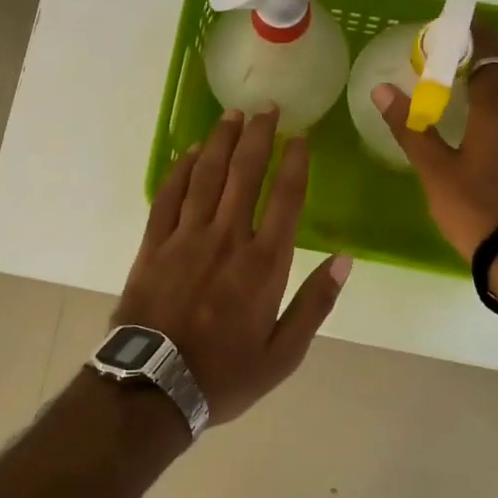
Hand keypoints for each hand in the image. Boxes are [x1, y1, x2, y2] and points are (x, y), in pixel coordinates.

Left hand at [116, 107, 351, 424]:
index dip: (294, 163)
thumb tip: (344, 259)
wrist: (154, 388)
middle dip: (258, 137)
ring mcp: (185, 238)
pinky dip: (179, 171)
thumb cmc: (225, 375)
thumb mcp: (283, 353)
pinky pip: (168, 197)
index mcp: (263, 264)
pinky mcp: (153, 245)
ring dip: (220, 142)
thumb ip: (315, 304)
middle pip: (244, 174)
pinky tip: (189, 152)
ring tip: (232, 115)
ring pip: (205, 176)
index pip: (285, 199)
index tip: (300, 137)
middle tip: (267, 108)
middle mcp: (226, 239)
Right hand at [370, 21, 497, 261]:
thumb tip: (382, 89)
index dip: (468, 36)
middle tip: (458, 48)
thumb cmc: (479, 209)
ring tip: (473, 78)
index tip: (446, 30)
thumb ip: (410, 127)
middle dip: (489, 47)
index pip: (487, 51)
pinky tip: (496, 118)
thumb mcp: (436, 171)